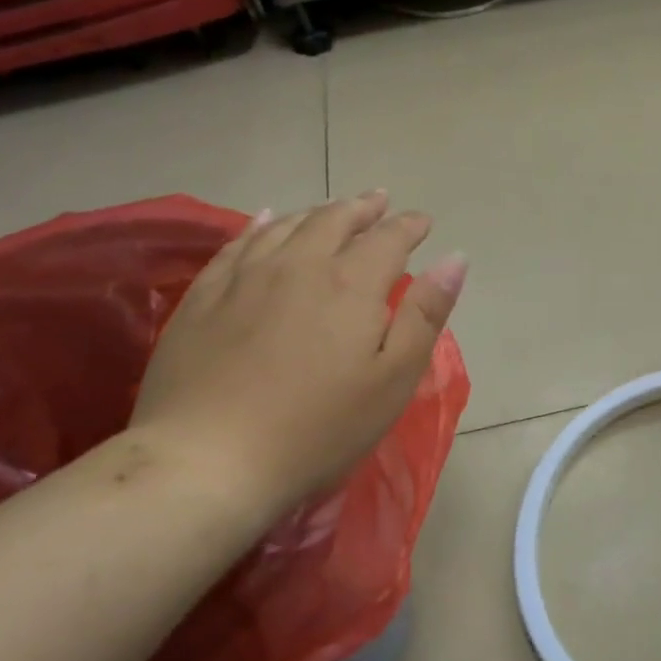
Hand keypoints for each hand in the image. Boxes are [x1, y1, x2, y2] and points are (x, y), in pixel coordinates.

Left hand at [129, 190, 466, 510]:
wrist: (208, 459)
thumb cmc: (318, 428)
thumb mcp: (393, 379)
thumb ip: (425, 314)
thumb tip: (455, 258)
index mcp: (351, 284)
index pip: (389, 238)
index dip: (409, 226)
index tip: (423, 221)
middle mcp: (300, 264)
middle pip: (335, 220)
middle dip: (363, 208)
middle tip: (379, 201)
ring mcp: (246, 276)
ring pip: (288, 225)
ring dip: (318, 212)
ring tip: (333, 208)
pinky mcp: (205, 295)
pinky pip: (238, 242)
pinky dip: (261, 223)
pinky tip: (267, 218)